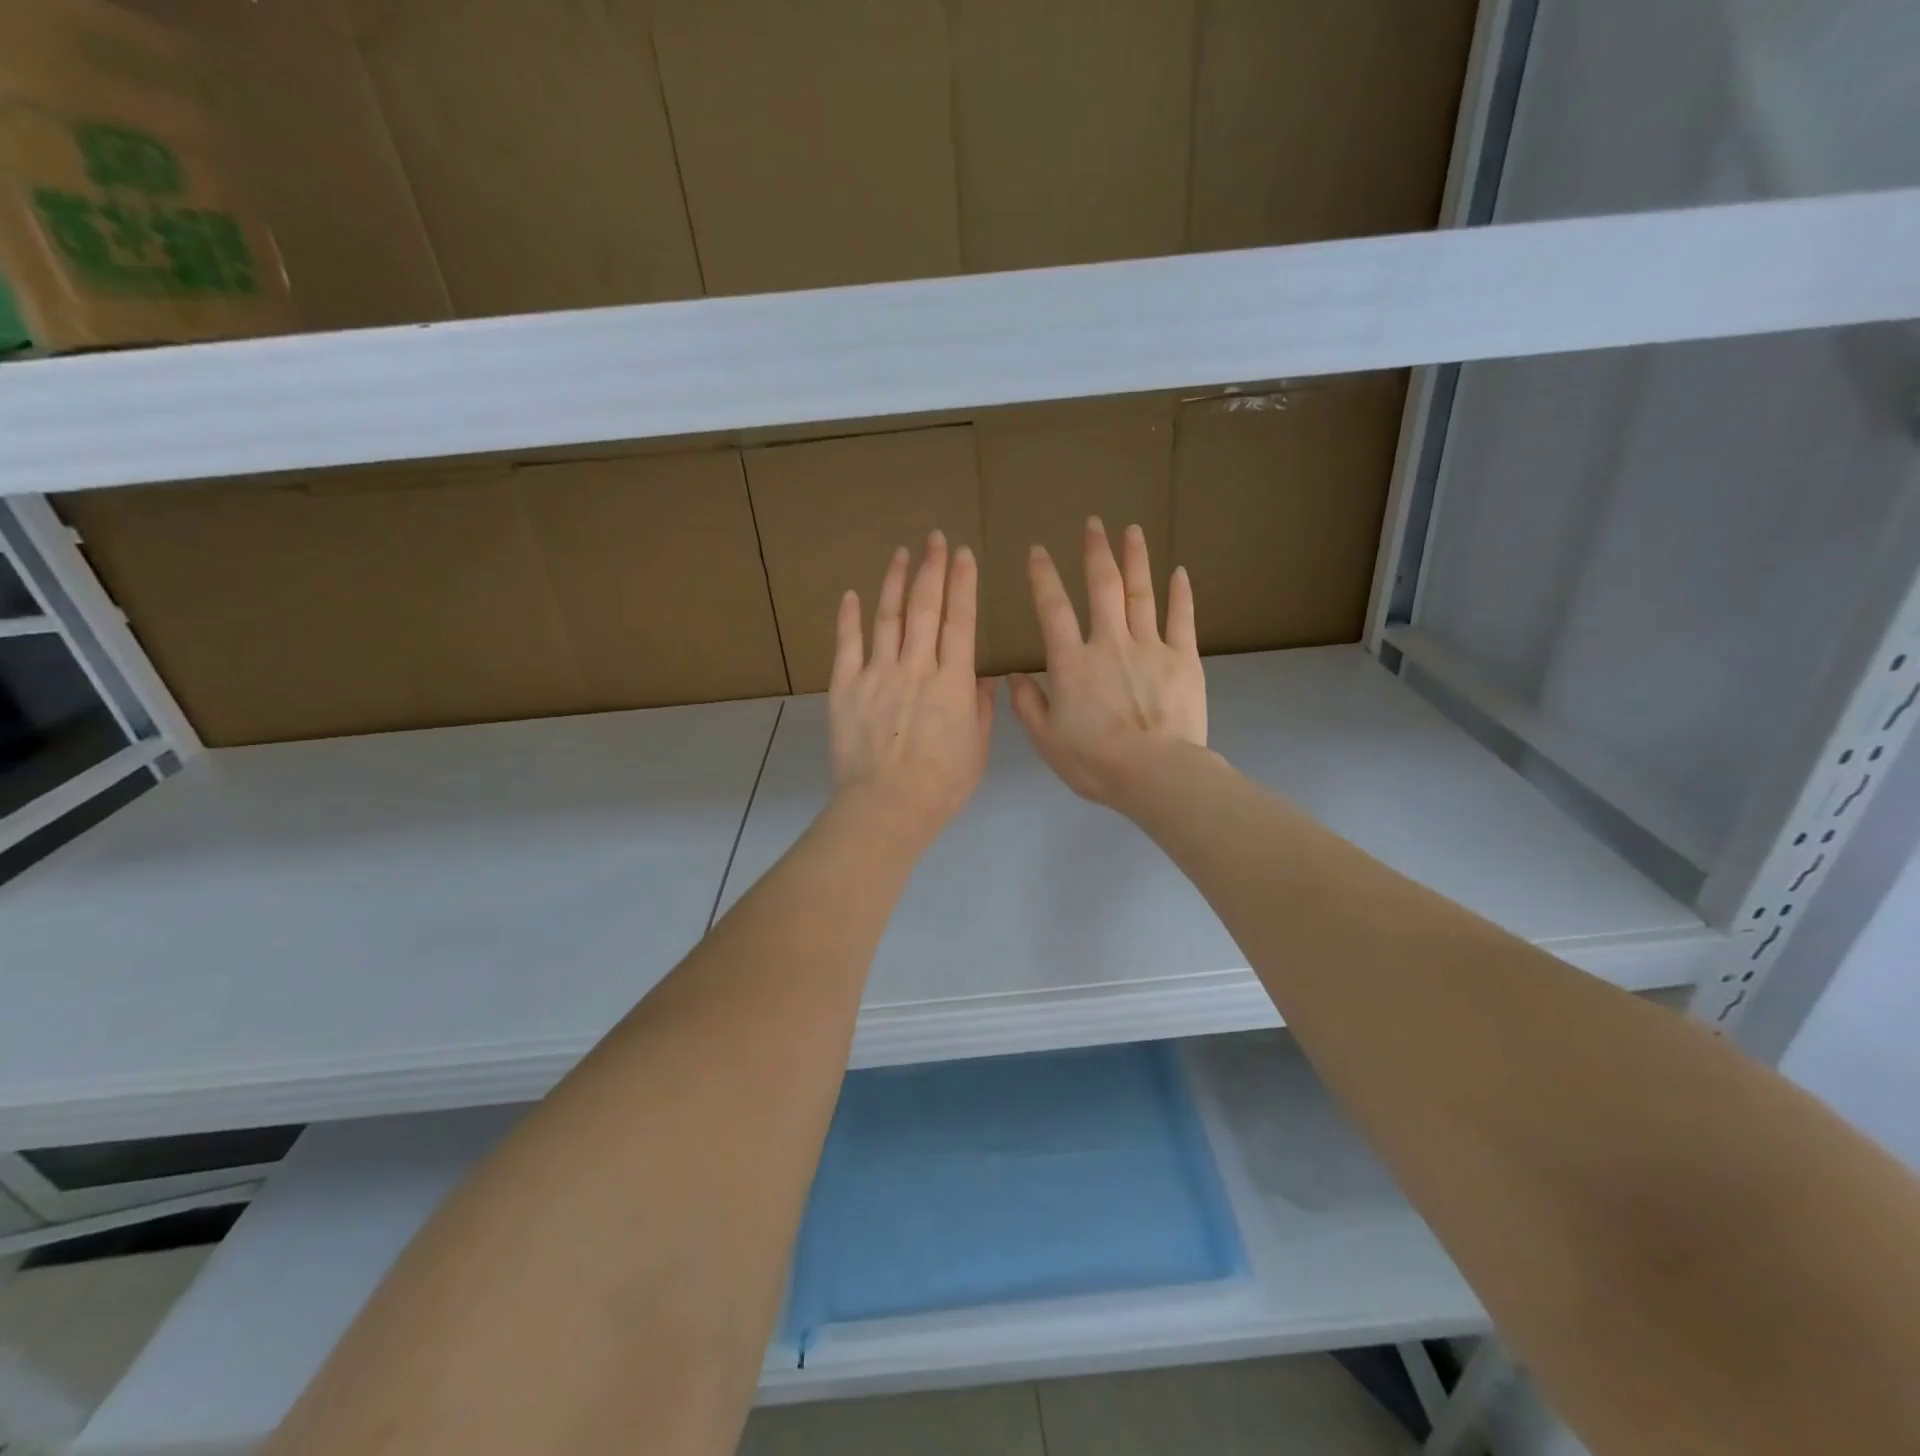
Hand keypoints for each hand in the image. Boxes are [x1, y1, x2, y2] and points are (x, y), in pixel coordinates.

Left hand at [829, 530, 994, 850]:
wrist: (887, 807)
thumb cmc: (941, 785)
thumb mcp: (976, 749)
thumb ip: (979, 709)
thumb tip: (981, 677)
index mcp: (952, 682)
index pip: (960, 621)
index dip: (963, 584)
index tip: (964, 555)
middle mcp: (916, 667)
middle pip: (925, 608)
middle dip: (932, 568)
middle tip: (934, 538)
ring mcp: (877, 674)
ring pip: (887, 617)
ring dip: (895, 581)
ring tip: (902, 553)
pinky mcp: (845, 687)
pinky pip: (847, 645)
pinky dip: (848, 618)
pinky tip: (852, 594)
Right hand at [1010, 518, 1208, 806]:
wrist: (1154, 774)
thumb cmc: (1094, 761)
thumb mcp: (1046, 739)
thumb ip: (1027, 705)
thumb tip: (1014, 676)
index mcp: (1071, 663)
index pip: (1053, 609)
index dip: (1043, 577)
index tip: (1038, 550)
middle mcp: (1109, 644)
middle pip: (1102, 588)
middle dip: (1095, 553)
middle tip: (1093, 523)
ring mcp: (1149, 647)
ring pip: (1141, 593)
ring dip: (1135, 559)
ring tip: (1131, 530)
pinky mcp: (1183, 658)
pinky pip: (1182, 618)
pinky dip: (1180, 593)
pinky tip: (1178, 571)